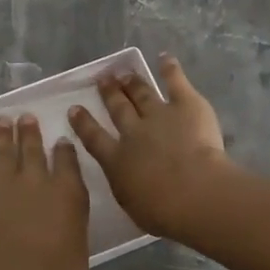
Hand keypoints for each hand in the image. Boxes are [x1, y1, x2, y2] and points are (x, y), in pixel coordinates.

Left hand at [0, 114, 91, 269]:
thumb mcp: (80, 247)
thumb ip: (73, 224)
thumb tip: (66, 215)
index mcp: (65, 191)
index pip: (66, 160)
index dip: (64, 150)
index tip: (61, 141)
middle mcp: (33, 179)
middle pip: (32, 149)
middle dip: (30, 133)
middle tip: (27, 118)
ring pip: (0, 151)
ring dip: (1, 134)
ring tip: (2, 120)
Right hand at [67, 54, 233, 242]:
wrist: (194, 193)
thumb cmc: (162, 211)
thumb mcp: (131, 204)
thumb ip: (126, 187)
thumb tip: (126, 180)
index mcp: (116, 160)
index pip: (94, 138)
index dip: (83, 123)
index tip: (75, 109)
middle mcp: (133, 132)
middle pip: (118, 108)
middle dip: (109, 93)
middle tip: (103, 79)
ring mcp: (159, 114)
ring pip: (141, 93)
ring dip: (132, 82)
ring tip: (124, 72)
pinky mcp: (185, 105)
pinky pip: (175, 82)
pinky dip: (170, 69)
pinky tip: (164, 58)